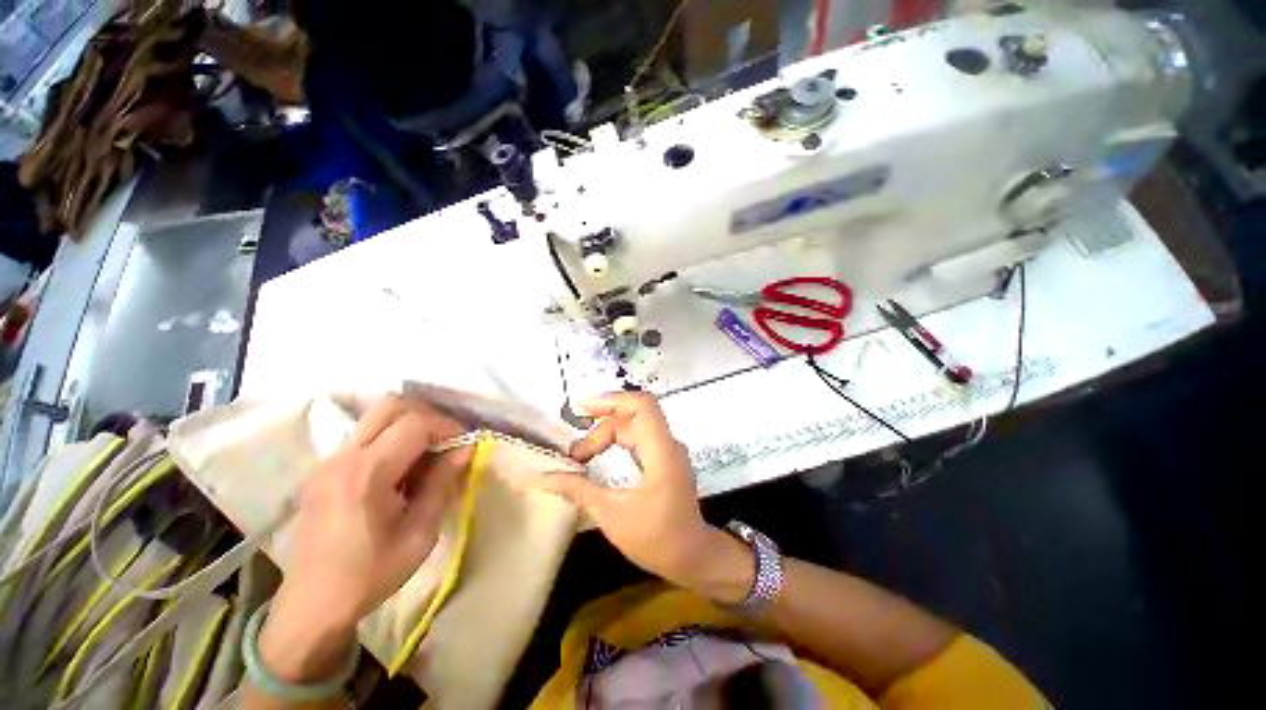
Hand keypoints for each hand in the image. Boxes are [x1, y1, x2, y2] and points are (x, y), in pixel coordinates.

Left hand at [275, 394, 471, 637]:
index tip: (465, 444)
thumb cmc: (371, 574)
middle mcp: (343, 457)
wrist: (313, 603)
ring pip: (375, 416)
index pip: (414, 423)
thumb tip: (465, 449)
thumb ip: (442, 484)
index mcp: (366, 474)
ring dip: (408, 425)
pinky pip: (364, 435)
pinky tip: (400, 469)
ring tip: (425, 454)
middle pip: (390, 405)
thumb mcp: (420, 534)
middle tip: (445, 440)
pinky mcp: (324, 469)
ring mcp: (329, 461)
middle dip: (426, 416)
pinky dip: (390, 438)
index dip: (447, 426)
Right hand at [536, 392, 750, 597]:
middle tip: (575, 454)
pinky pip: (637, 437)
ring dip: (606, 435)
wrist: (693, 557)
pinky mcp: (663, 458)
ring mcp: (667, 450)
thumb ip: (579, 490)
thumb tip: (545, 478)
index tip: (581, 409)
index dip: (612, 400)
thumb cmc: (657, 539)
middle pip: (631, 416)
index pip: (642, 405)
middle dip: (600, 428)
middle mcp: (667, 443)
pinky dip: (616, 441)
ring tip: (581, 455)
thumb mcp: (612, 515)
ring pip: (633, 426)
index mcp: (661, 451)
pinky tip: (599, 453)